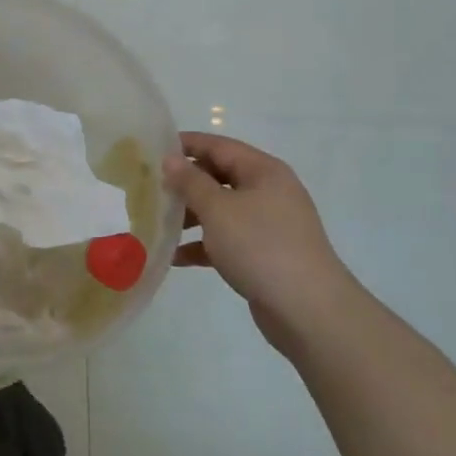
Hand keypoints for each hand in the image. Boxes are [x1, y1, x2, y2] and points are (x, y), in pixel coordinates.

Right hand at [164, 132, 353, 350]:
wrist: (308, 311)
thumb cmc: (260, 247)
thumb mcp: (218, 209)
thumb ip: (190, 182)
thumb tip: (170, 159)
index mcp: (263, 171)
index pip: (218, 146)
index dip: (185, 145)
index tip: (150, 149)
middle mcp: (268, 192)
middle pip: (218, 177)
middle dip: (184, 183)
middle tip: (147, 186)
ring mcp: (267, 225)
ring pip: (220, 210)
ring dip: (189, 215)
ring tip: (156, 222)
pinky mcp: (262, 254)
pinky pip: (225, 240)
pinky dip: (202, 244)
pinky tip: (174, 256)